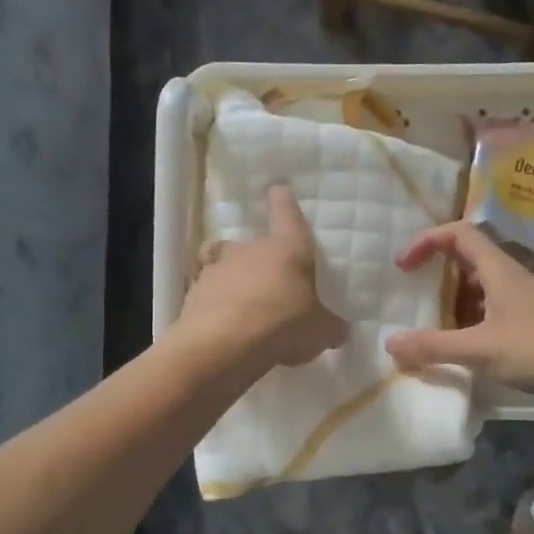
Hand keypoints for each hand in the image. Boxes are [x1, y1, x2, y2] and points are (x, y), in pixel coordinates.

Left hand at [176, 185, 347, 369]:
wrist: (222, 345)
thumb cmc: (282, 325)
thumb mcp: (320, 332)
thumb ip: (329, 327)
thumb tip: (339, 330)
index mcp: (288, 249)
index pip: (287, 214)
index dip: (284, 201)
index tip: (278, 189)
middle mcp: (250, 250)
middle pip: (253, 244)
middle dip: (260, 259)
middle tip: (270, 283)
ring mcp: (217, 269)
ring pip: (226, 266)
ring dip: (235, 281)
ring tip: (243, 308)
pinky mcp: (193, 293)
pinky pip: (208, 293)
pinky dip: (216, 305)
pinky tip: (224, 326)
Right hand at [385, 222, 533, 398]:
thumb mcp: (481, 350)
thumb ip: (434, 346)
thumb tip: (390, 344)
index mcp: (499, 270)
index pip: (459, 233)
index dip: (427, 241)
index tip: (404, 266)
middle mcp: (512, 277)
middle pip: (469, 257)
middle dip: (438, 271)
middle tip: (416, 294)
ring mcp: (526, 299)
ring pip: (482, 286)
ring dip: (455, 298)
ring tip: (435, 324)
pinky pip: (494, 308)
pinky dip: (473, 318)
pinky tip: (467, 344)